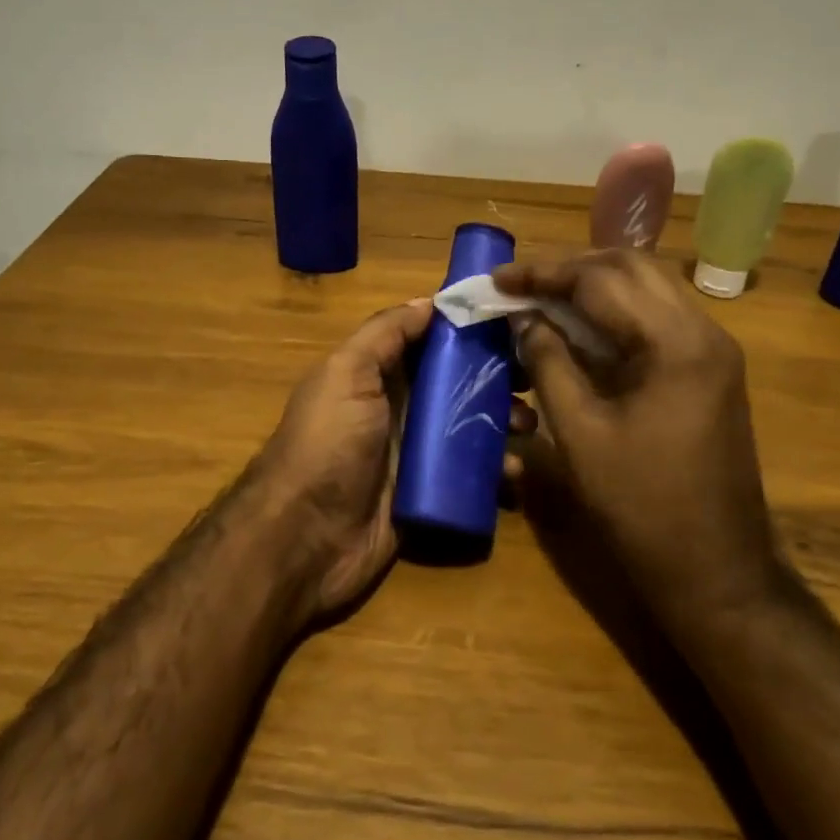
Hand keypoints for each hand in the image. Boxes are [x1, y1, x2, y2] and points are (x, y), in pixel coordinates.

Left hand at [254, 298, 535, 621]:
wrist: (305, 538)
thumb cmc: (328, 444)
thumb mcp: (346, 373)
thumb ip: (385, 333)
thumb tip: (430, 302)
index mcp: (379, 375)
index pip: (432, 342)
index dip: (469, 329)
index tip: (513, 320)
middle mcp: (401, 408)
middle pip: (459, 383)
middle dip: (498, 377)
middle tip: (533, 378)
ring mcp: (417, 453)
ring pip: (472, 428)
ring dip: (504, 422)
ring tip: (527, 426)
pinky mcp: (431, 494)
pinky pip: (472, 476)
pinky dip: (496, 471)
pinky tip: (513, 473)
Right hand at [494, 252, 781, 628]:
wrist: (718, 571)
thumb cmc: (642, 507)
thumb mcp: (580, 433)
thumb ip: (549, 362)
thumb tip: (524, 318)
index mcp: (675, 344)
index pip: (601, 281)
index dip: (543, 275)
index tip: (498, 280)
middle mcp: (703, 332)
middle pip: (632, 267)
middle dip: (571, 268)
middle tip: (522, 285)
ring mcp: (713, 350)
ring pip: (649, 287)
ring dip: (595, 285)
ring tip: (543, 299)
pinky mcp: (710, 370)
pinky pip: (658, 318)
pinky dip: (616, 312)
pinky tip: (581, 330)